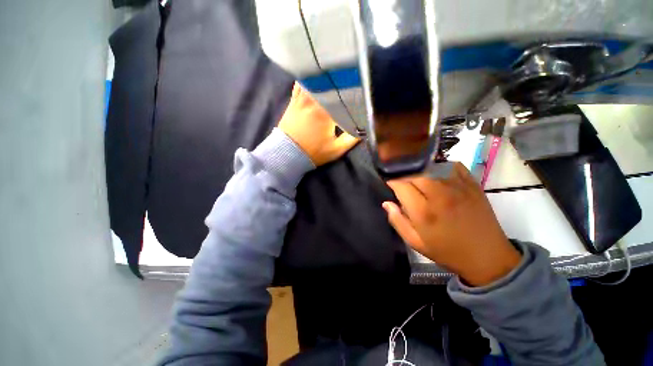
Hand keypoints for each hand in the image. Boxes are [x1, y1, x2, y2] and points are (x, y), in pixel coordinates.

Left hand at [278, 83, 358, 165]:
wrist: (288, 153)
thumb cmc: (314, 152)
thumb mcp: (336, 150)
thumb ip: (352, 139)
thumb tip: (365, 128)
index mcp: (326, 112)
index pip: (343, 96)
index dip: (353, 91)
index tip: (360, 89)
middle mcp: (313, 101)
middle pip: (330, 84)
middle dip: (340, 81)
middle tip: (350, 77)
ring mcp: (301, 99)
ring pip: (315, 80)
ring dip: (325, 77)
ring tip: (335, 72)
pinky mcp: (293, 101)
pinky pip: (300, 83)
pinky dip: (308, 78)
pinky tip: (315, 75)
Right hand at [383, 163, 520, 285]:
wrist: (487, 258)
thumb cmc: (447, 251)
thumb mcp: (415, 242)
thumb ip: (397, 221)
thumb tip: (386, 203)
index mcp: (423, 212)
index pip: (401, 184)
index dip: (392, 181)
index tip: (389, 183)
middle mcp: (440, 195)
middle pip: (415, 172)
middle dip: (404, 174)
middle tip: (402, 180)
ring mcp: (458, 188)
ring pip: (432, 166)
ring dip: (419, 169)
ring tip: (416, 176)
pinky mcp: (473, 185)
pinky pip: (453, 165)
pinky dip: (441, 165)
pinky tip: (437, 172)